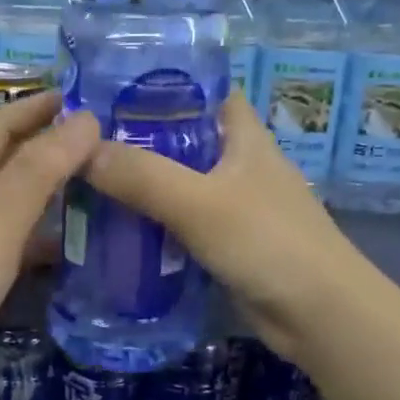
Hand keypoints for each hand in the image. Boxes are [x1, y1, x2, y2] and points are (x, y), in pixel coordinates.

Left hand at [0, 91, 99, 399]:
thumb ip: (40, 169)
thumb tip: (86, 118)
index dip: (32, 107)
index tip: (77, 95)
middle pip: (10, 166)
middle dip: (49, 147)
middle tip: (103, 143)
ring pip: (19, 209)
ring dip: (55, 195)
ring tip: (102, 190)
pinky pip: (23, 250)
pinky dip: (50, 243)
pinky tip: (79, 251)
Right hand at [83, 91, 373, 363]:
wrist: (320, 315)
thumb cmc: (268, 242)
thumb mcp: (200, 203)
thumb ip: (143, 176)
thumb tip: (82, 152)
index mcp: (243, 136)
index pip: (203, 91)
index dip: (161, 84)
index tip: (107, 90)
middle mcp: (238, 163)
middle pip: (181, 139)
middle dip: (135, 139)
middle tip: (79, 143)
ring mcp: (233, 206)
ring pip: (177, 184)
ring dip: (139, 186)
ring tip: (84, 183)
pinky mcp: (225, 243)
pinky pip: (179, 224)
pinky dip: (151, 224)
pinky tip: (114, 230)